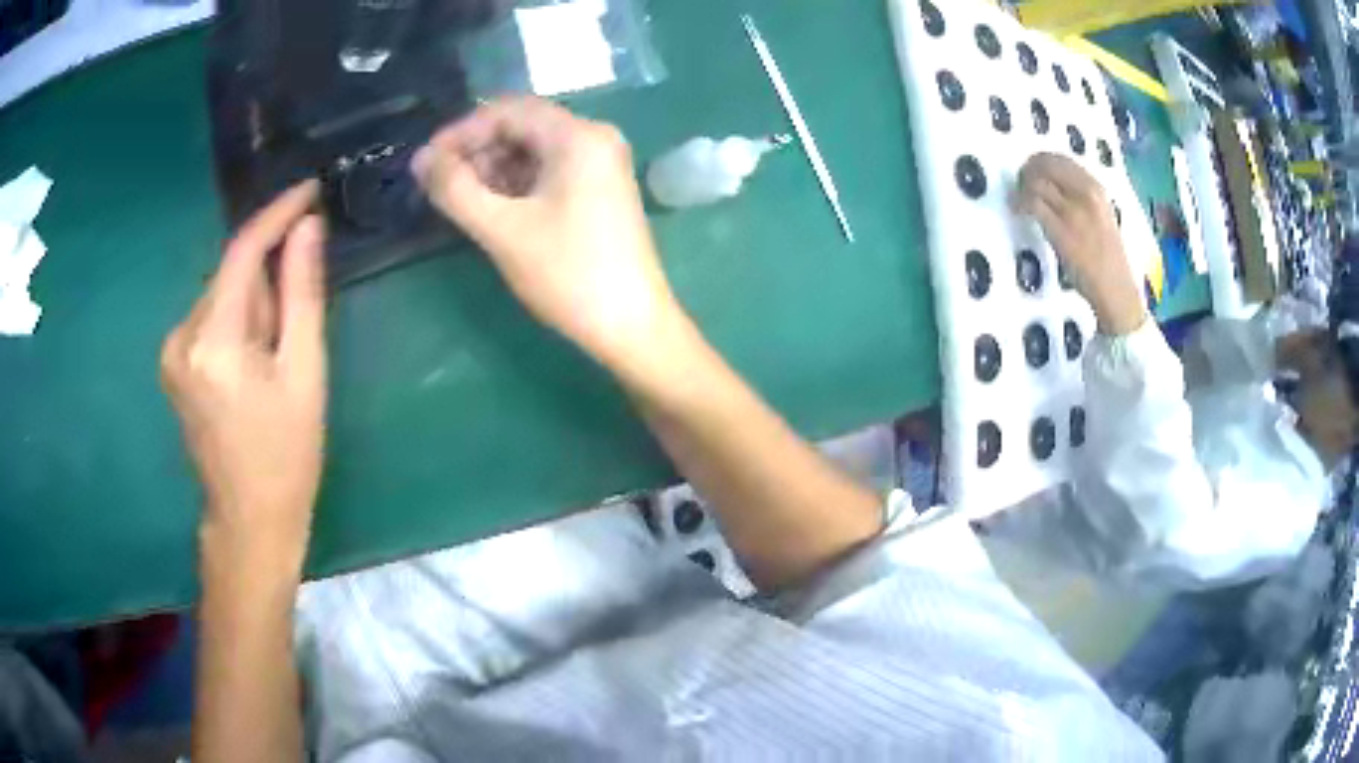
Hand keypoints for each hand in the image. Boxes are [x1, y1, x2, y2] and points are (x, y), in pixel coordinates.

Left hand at [161, 181, 327, 575]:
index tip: (309, 190)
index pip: (242, 252)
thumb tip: (307, 228)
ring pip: (222, 296)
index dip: (276, 215)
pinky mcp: (173, 363)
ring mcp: (171, 351)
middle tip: (293, 329)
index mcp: (214, 342)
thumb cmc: (286, 453)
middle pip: (231, 276)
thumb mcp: (304, 373)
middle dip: (267, 283)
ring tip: (273, 359)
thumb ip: (301, 293)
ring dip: (252, 307)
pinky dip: (236, 323)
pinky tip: (251, 363)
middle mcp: (182, 336)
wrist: (248, 518)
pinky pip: (210, 318)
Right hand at [412, 97, 681, 366]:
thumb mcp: (502, 229)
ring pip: (533, 151)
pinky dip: (516, 185)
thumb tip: (420, 159)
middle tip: (439, 186)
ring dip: (492, 170)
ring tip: (459, 202)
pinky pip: (548, 172)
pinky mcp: (600, 191)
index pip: (507, 111)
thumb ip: (455, 189)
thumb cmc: (567, 273)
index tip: (425, 163)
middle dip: (476, 151)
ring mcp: (601, 165)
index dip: (460, 131)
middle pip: (522, 127)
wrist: (632, 326)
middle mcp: (594, 139)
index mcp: (578, 135)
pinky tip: (491, 209)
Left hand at [1013, 153, 1145, 335]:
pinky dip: (1021, 203)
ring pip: (1037, 182)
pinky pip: (1034, 204)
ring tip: (1019, 198)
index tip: (1031, 169)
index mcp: (1097, 189)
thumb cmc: (1108, 258)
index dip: (1040, 160)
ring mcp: (1074, 213)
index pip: (1061, 159)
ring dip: (1022, 186)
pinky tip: (1019, 211)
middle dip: (1028, 169)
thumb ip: (1081, 197)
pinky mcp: (1062, 232)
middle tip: (1020, 181)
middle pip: (1046, 165)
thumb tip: (1053, 182)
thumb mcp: (1101, 216)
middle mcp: (1087, 195)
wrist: (1116, 291)